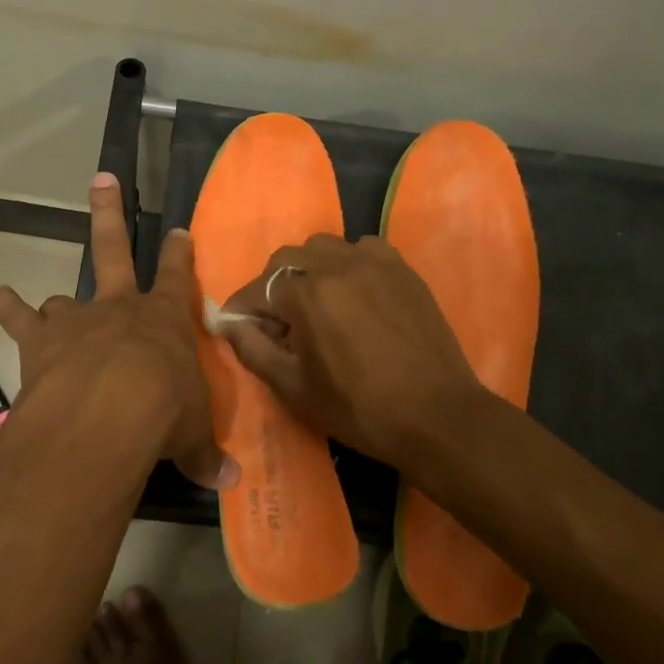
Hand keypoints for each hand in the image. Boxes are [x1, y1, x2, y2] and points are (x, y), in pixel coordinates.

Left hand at [0, 174, 235, 489]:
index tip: (179, 231)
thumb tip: (229, 482)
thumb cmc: (163, 414)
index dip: (179, 254)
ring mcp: (77, 320)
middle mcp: (119, 309)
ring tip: (46, 306)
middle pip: (114, 249)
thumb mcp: (190, 436)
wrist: (108, 412)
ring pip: (64, 297)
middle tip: (103, 179)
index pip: (178, 279)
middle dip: (110, 213)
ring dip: (56, 302)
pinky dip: (7, 307)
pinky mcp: (40, 341)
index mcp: (163, 322)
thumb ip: (203, 454)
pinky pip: (20, 318)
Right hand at [218, 233, 486, 472]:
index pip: (258, 288)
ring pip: (325, 247)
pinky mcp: (403, 270)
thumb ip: (253, 349)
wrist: (436, 416)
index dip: (242, 309)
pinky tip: (355, 292)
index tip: (238, 327)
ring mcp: (375, 263)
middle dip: (272, 285)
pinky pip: (364, 249)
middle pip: (287, 258)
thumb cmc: (359, 408)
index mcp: (307, 294)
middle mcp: (338, 266)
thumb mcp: (294, 388)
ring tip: (316, 303)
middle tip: (277, 320)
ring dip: (309, 269)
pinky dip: (349, 263)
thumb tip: (227, 323)